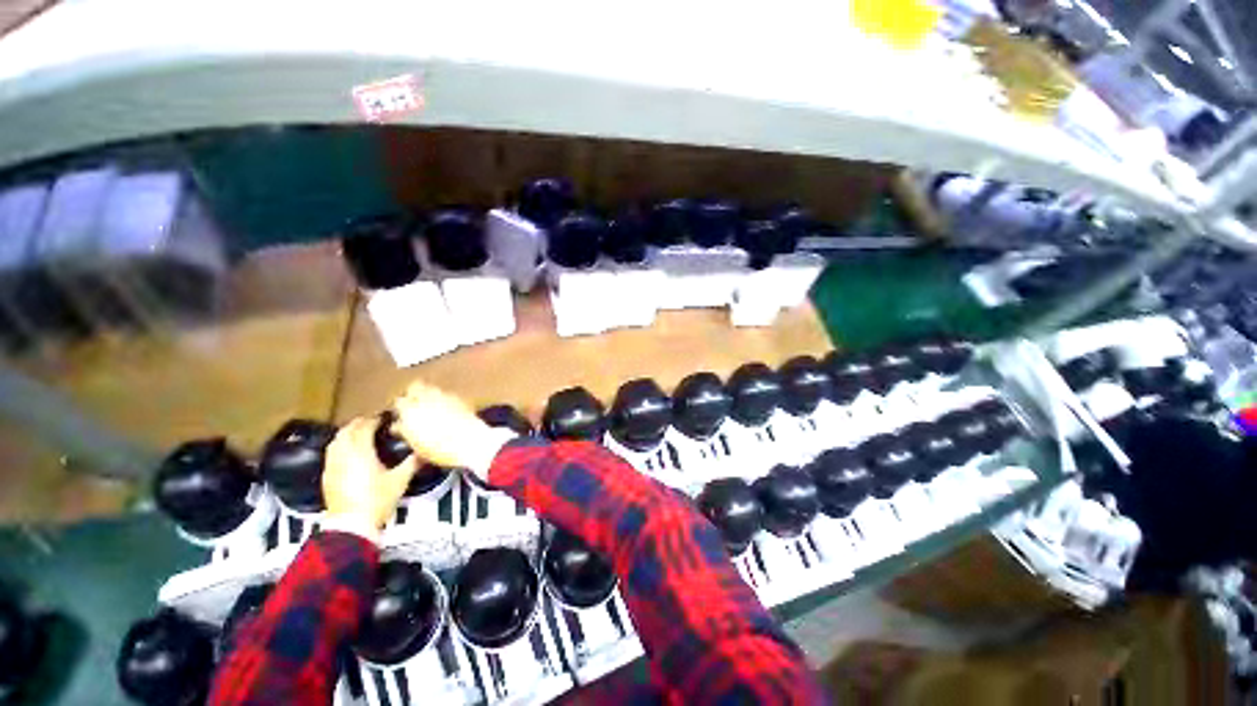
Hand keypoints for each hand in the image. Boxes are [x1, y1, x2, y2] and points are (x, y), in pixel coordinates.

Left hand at [323, 417, 419, 531]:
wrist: (351, 525)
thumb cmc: (377, 499)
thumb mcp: (401, 480)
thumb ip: (413, 462)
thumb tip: (425, 450)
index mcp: (361, 451)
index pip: (365, 427)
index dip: (375, 420)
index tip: (386, 417)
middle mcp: (343, 454)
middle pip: (347, 430)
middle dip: (360, 423)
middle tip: (374, 422)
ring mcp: (332, 465)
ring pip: (336, 440)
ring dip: (348, 433)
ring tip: (360, 433)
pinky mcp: (327, 476)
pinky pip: (332, 453)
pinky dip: (340, 446)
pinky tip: (349, 452)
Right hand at [393, 381, 508, 475]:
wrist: (470, 442)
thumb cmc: (439, 448)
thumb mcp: (416, 445)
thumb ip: (405, 431)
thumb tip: (398, 425)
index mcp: (410, 410)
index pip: (399, 401)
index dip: (400, 407)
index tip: (401, 414)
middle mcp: (426, 398)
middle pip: (415, 386)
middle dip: (413, 393)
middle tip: (414, 404)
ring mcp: (445, 395)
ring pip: (432, 388)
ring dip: (429, 393)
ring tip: (430, 405)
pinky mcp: (460, 398)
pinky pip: (447, 393)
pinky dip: (444, 398)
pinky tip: (446, 407)